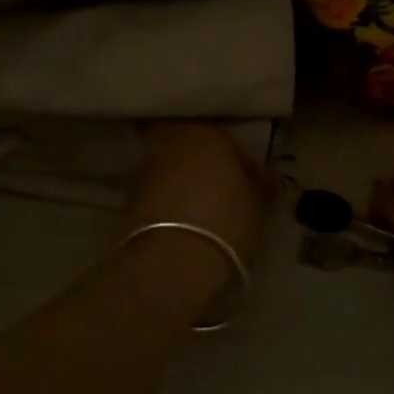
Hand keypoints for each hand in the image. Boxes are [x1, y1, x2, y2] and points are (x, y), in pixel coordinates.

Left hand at [124, 125, 270, 314]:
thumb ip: (261, 185)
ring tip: (203, 214)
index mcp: (210, 134)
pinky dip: (170, 201)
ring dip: (188, 185)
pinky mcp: (131, 193)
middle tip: (227, 200)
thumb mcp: (257, 206)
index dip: (247, 172)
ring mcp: (149, 165)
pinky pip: (160, 191)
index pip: (235, 148)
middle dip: (212, 172)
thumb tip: (263, 178)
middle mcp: (176, 140)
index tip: (256, 194)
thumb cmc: (226, 223)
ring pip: (177, 170)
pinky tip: (182, 224)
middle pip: (200, 154)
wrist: (173, 260)